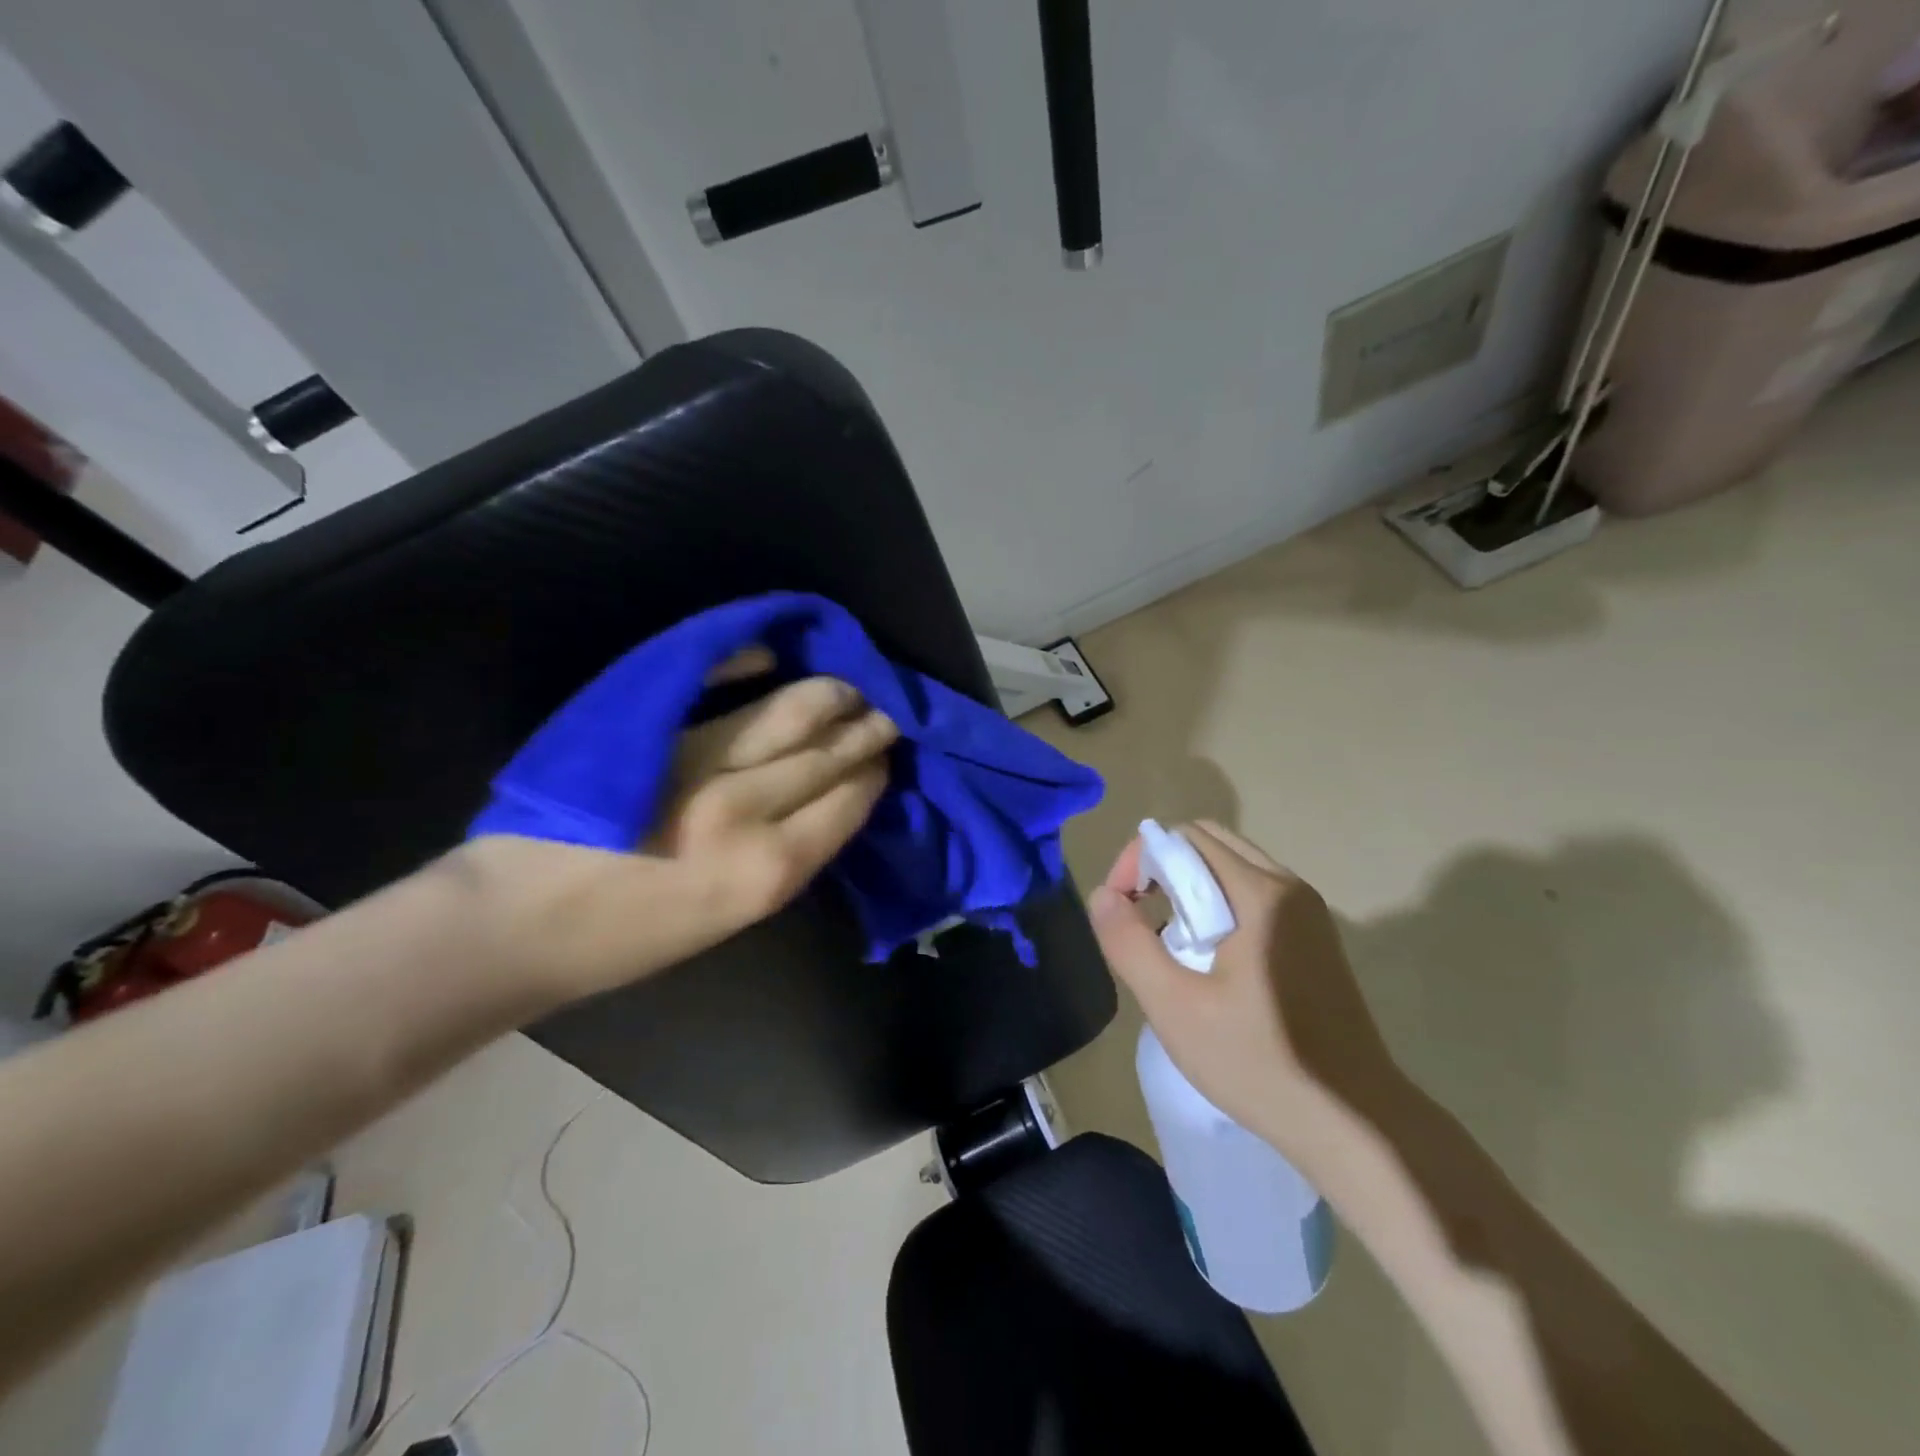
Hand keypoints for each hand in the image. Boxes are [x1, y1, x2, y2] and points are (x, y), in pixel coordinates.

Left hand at [458, 650, 895, 1002]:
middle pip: (826, 752)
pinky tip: (771, 655)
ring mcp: (697, 763)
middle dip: (864, 728)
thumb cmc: (630, 938)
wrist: (517, 925)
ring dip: (828, 693)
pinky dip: (748, 662)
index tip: (883, 757)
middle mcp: (744, 811)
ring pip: (788, 712)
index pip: (848, 800)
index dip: (873, 772)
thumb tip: (831, 801)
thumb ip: (787, 856)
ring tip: (847, 687)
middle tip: (883, 711)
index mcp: (769, 871)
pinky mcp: (652, 731)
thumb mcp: (732, 918)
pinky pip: (716, 683)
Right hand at [1086, 820, 1402, 1170]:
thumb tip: (1103, 895)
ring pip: (1233, 866)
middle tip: (1139, 916)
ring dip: (1190, 886)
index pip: (1184, 837)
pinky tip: (1211, 959)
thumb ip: (1129, 943)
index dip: (1139, 859)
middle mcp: (1288, 886)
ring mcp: (1309, 912)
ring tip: (1171, 942)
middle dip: (1163, 867)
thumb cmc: (1258, 1062)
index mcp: (1258, 893)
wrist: (1355, 1122)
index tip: (1119, 905)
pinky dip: (1219, 904)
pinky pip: (1255, 894)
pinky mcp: (1316, 938)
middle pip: (1210, 842)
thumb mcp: (1174, 1007)